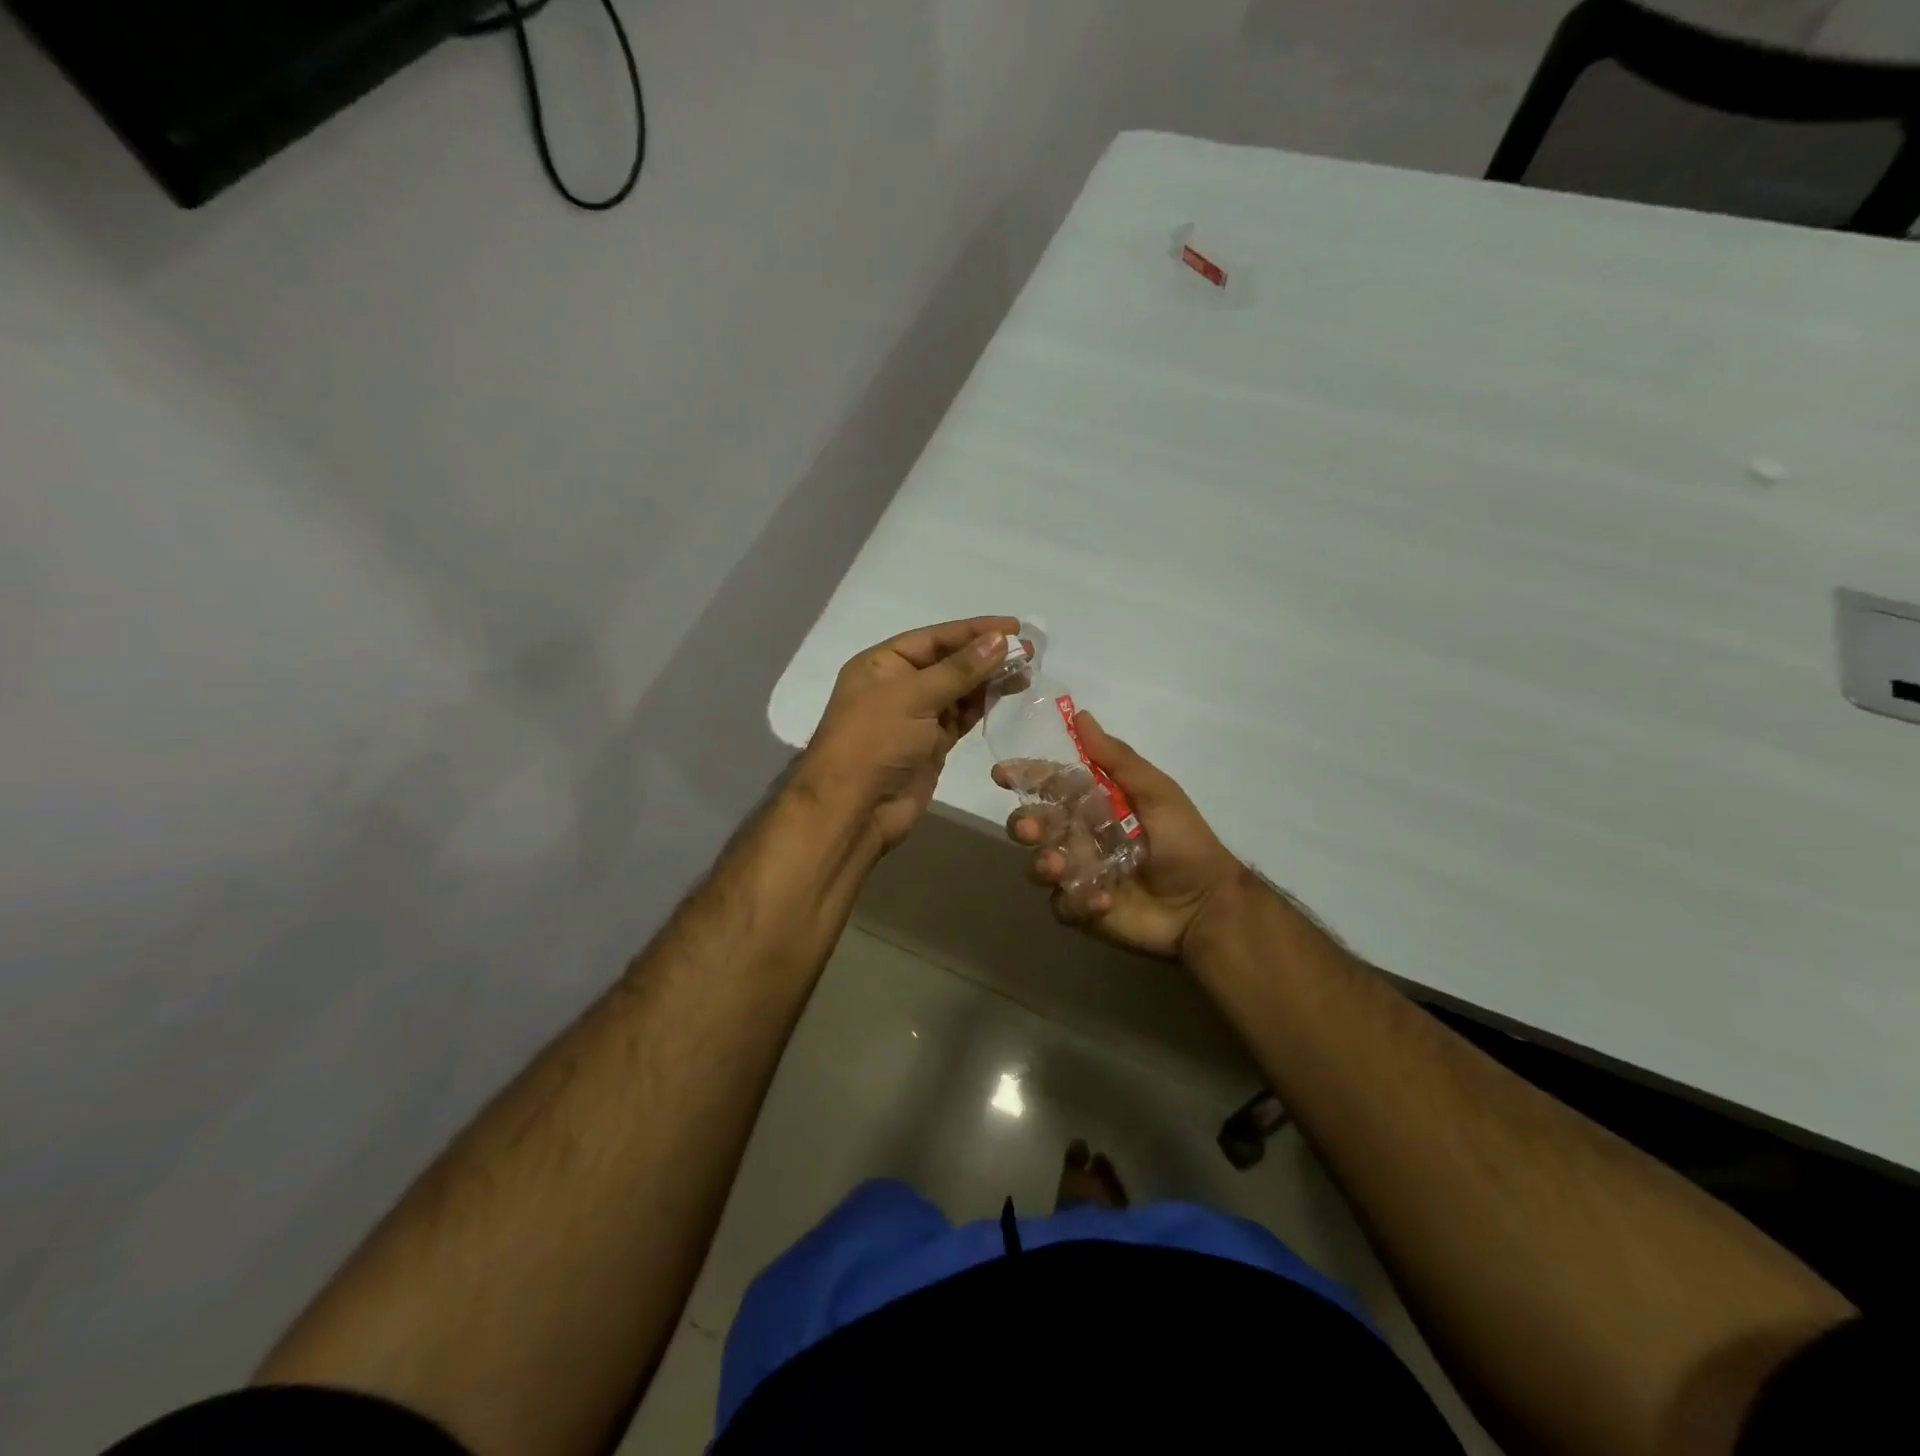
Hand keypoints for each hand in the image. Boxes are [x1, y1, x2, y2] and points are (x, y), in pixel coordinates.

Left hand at [797, 616, 1019, 850]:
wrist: (855, 808)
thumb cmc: (875, 741)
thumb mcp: (914, 697)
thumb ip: (960, 669)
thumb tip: (1000, 640)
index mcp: (883, 663)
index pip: (934, 638)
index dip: (974, 630)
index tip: (1014, 626)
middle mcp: (899, 685)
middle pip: (949, 662)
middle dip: (986, 654)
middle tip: (1028, 649)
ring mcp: (916, 717)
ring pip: (959, 690)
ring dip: (989, 679)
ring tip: (1026, 670)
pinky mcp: (932, 744)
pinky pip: (961, 716)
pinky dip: (983, 704)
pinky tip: (1007, 694)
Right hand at [1000, 711, 1245, 958]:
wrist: (1206, 903)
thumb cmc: (1183, 841)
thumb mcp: (1155, 792)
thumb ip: (1115, 759)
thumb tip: (1080, 716)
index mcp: (1093, 805)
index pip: (1050, 786)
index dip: (1025, 777)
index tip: (1001, 774)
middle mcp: (1078, 836)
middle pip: (1034, 826)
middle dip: (1024, 824)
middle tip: (1031, 830)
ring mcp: (1077, 874)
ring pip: (1038, 866)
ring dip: (1042, 864)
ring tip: (1059, 867)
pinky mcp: (1082, 910)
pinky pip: (1062, 906)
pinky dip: (1077, 902)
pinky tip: (1104, 900)